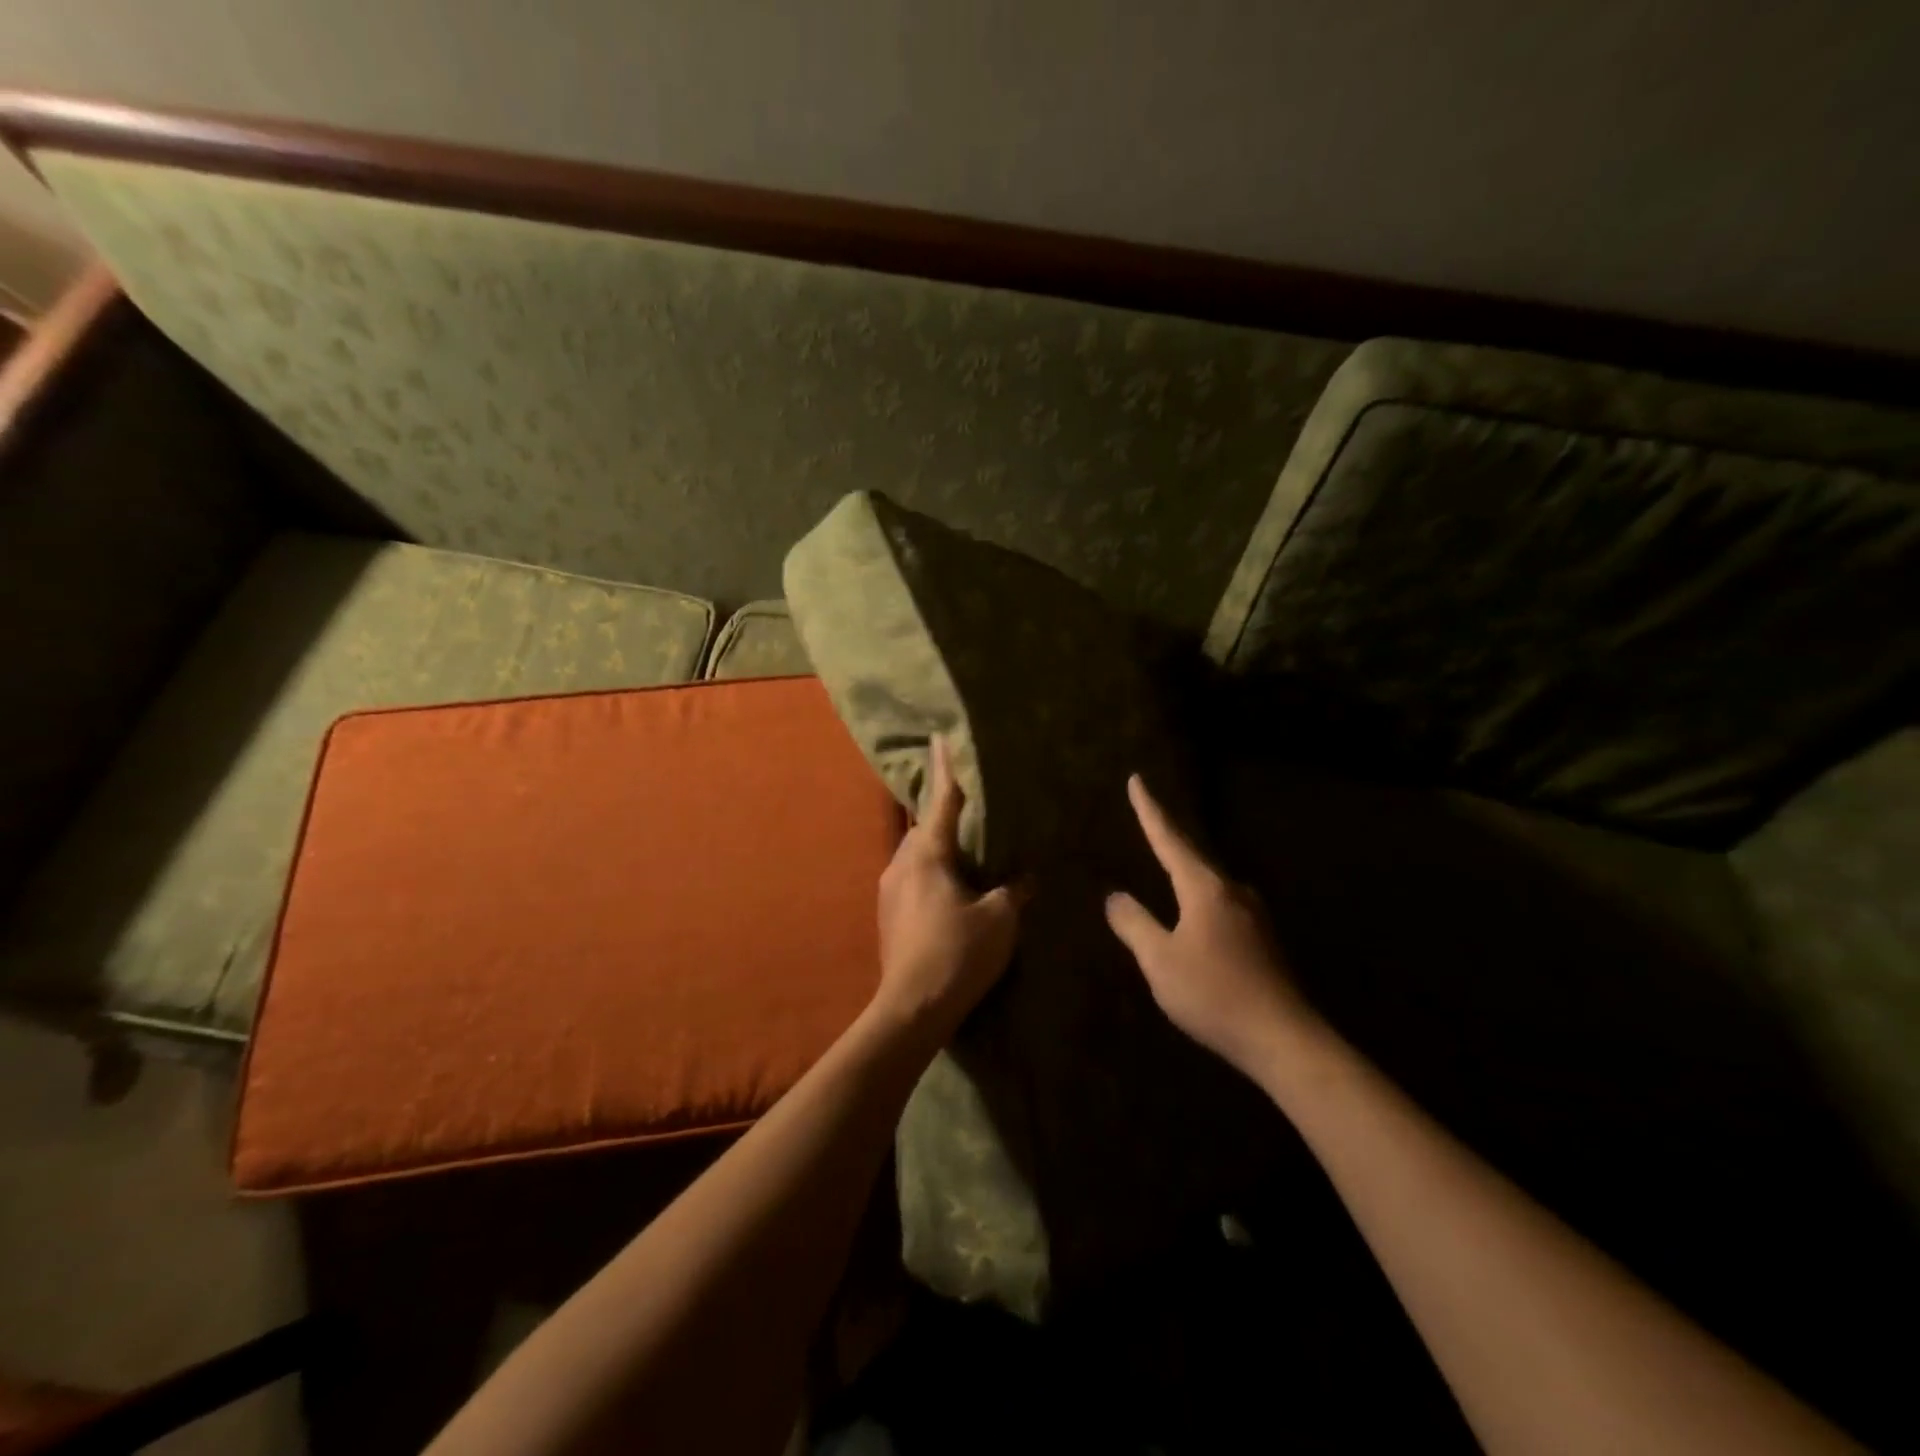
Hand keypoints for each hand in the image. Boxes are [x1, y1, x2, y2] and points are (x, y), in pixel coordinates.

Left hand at [873, 737, 1025, 1038]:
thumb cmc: (957, 952)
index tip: (939, 737)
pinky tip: (950, 889)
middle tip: (967, 805)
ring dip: (937, 848)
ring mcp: (889, 890)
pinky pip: (912, 878)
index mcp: (927, 854)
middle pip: (924, 827)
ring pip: (916, 855)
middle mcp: (901, 863)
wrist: (911, 1007)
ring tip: (964, 851)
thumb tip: (1027, 878)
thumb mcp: (999, 918)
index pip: (942, 801)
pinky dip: (931, 872)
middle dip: (943, 814)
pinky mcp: (888, 915)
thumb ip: (1013, 890)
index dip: (945, 768)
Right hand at [1105, 774, 1311, 1077]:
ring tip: (1167, 863)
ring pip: (1209, 881)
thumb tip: (1115, 896)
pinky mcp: (1263, 938)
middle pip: (1193, 854)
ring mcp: (1253, 914)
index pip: (1169, 839)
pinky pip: (1221, 903)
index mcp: (1205, 888)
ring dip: (1185, 869)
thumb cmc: (1214, 995)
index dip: (1150, 810)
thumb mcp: (1160, 961)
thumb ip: (1134, 924)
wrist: (1284, 1038)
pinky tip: (1194, 912)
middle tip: (1148, 815)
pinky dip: (1199, 896)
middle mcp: (1232, 891)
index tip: (1137, 780)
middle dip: (1168, 836)